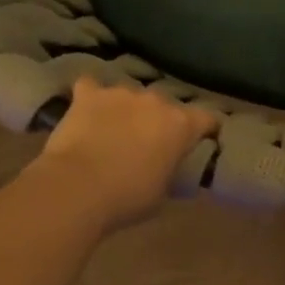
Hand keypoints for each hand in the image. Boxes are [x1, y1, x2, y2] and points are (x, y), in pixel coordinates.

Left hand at [32, 79, 218, 229]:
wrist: (77, 187)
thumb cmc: (128, 196)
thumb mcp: (163, 191)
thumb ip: (171, 170)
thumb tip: (168, 166)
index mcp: (181, 125)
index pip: (207, 119)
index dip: (205, 129)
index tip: (201, 141)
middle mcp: (156, 100)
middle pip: (166, 105)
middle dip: (160, 120)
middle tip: (150, 142)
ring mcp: (121, 93)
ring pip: (131, 96)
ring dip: (127, 109)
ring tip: (115, 129)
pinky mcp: (89, 94)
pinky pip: (92, 88)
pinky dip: (91, 98)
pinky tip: (85, 110)